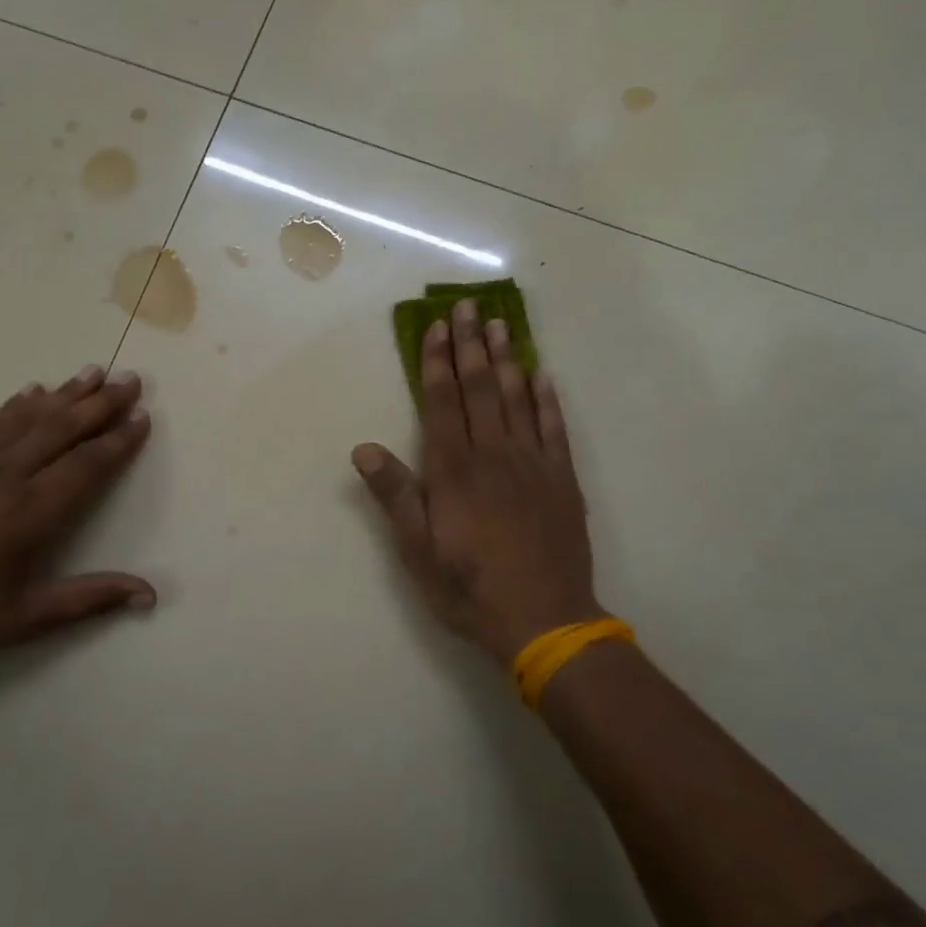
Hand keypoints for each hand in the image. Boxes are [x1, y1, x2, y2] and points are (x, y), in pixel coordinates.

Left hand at [0, 365, 154, 668]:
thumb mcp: (28, 619)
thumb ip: (91, 599)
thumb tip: (150, 594)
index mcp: (29, 513)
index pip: (86, 465)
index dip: (118, 441)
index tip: (144, 417)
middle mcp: (5, 478)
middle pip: (61, 429)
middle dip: (101, 403)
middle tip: (131, 379)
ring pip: (27, 418)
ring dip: (64, 393)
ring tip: (93, 372)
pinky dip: (16, 405)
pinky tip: (32, 392)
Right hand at [353, 300, 602, 666]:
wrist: (544, 620)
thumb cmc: (469, 587)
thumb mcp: (417, 550)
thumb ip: (395, 496)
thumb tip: (363, 449)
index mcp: (453, 470)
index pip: (442, 402)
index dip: (437, 362)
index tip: (437, 327)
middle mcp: (493, 455)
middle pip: (479, 389)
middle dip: (470, 345)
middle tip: (468, 306)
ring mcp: (532, 463)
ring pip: (516, 399)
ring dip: (506, 360)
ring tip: (500, 325)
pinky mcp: (562, 479)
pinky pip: (554, 428)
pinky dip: (547, 398)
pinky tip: (542, 375)